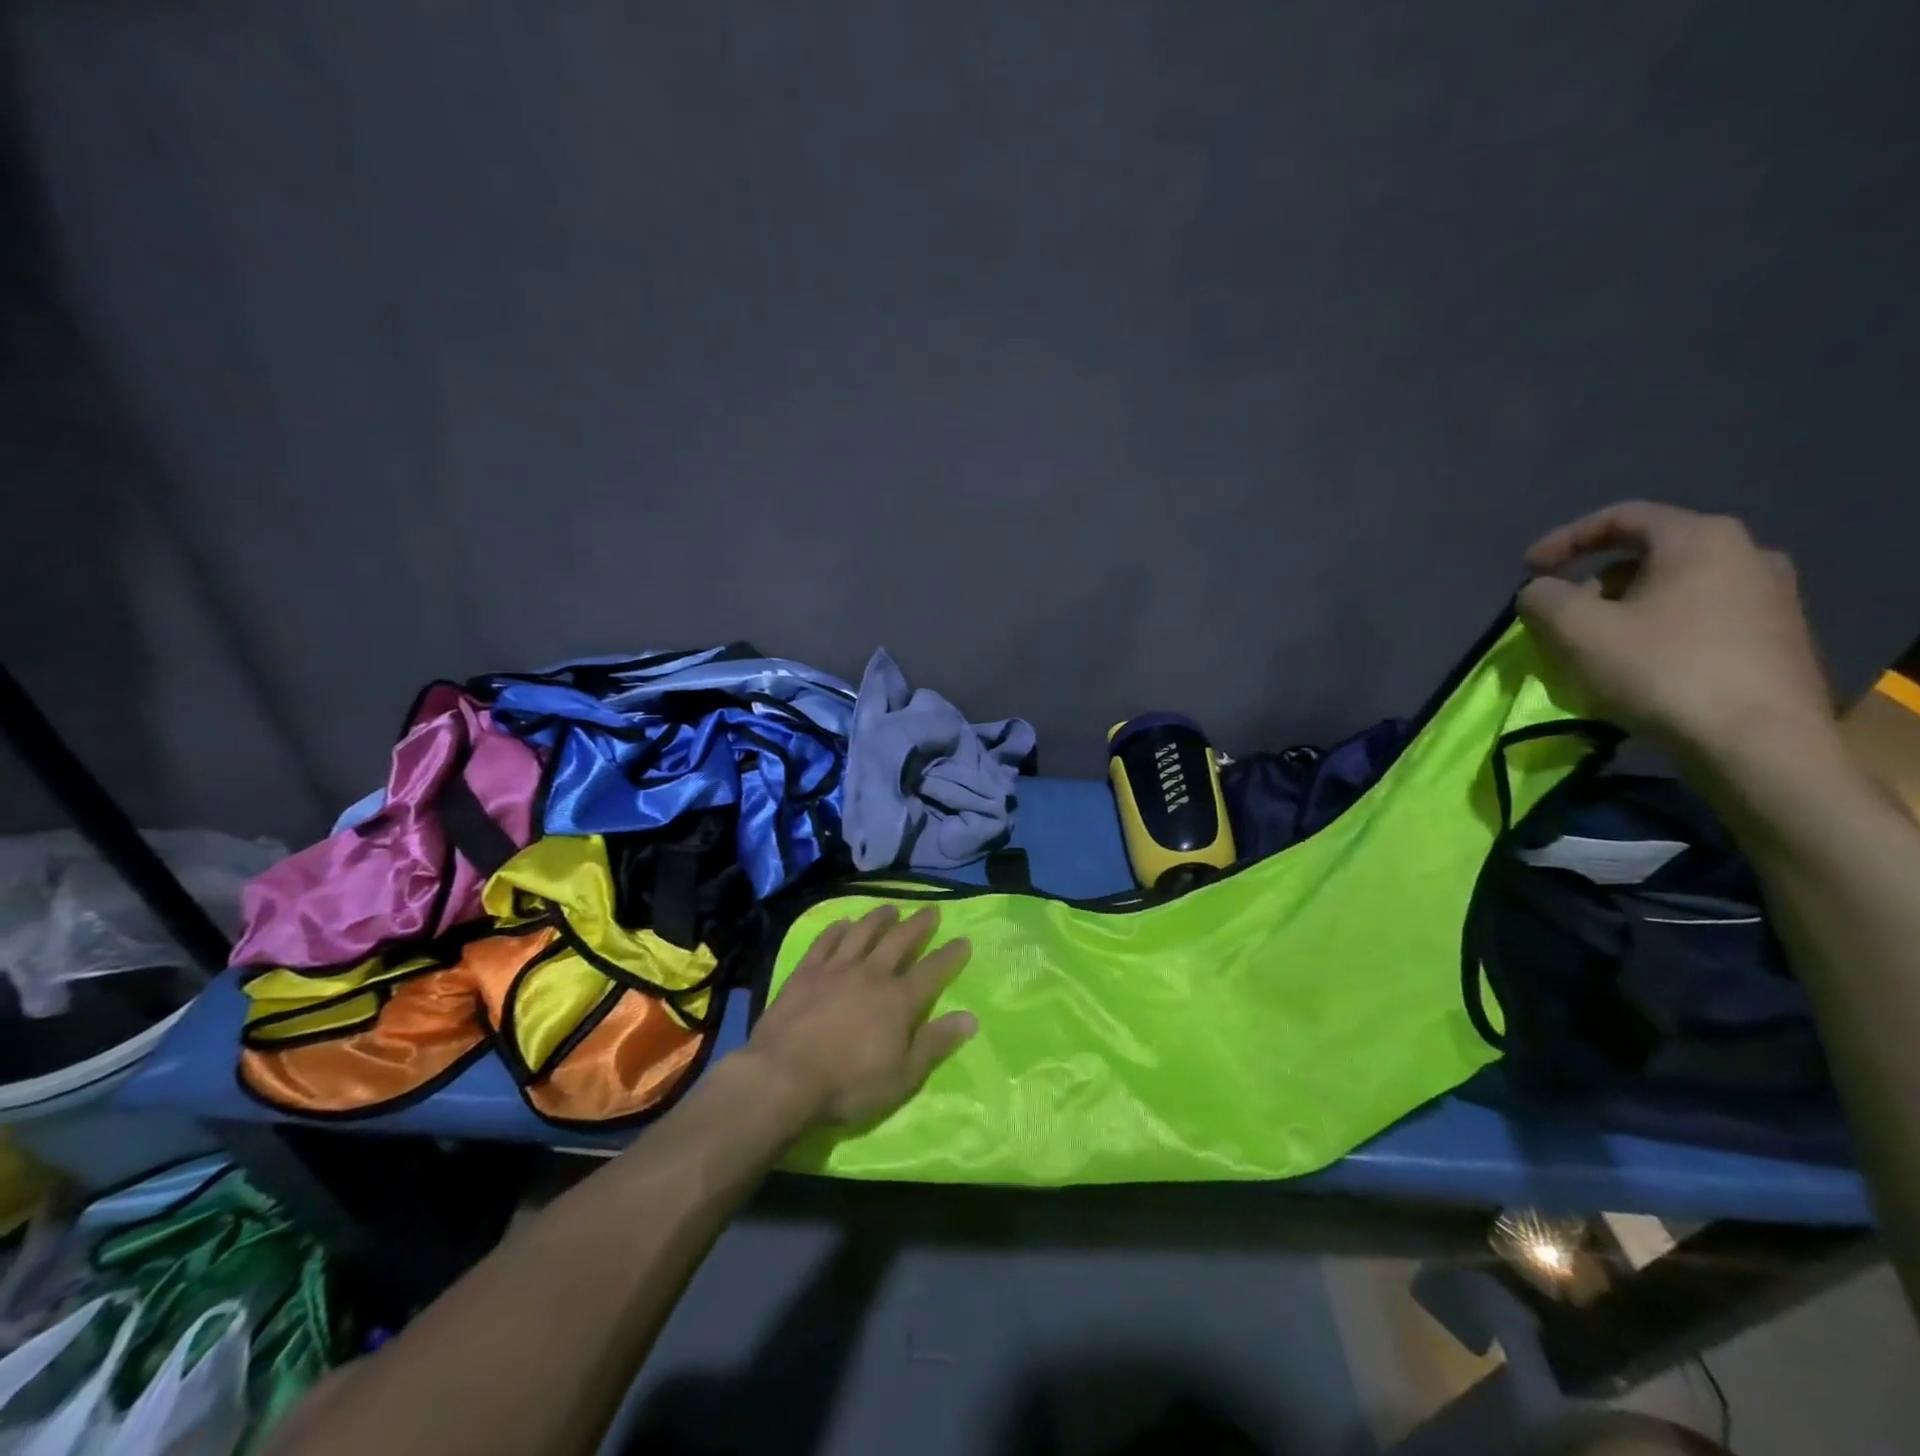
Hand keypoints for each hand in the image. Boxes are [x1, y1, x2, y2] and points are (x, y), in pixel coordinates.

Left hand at [742, 905, 974, 1127]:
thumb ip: (935, 1044)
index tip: (963, 940)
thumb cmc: (848, 1085)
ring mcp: (836, 969)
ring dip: (879, 918)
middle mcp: (872, 974)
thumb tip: (970, 1017)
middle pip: (900, 941)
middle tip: (931, 910)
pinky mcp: (806, 972)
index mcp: (899, 1000)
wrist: (784, 1076)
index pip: (933, 971)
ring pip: (863, 932)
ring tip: (890, 908)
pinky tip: (842, 923)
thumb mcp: (902, 1076)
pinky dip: (836, 930)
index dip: (950, 955)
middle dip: (919, 924)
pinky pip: (825, 941)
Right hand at [1517, 501, 1834, 756]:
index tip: (1528, 569)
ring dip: (1624, 609)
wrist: (1757, 742)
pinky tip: (1636, 666)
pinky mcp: (1776, 638)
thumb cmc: (1660, 670)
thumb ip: (1542, 598)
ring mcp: (1770, 597)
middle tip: (1560, 614)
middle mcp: (1747, 554)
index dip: (1565, 539)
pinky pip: (1700, 617)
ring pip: (1674, 588)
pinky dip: (1657, 630)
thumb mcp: (1575, 630)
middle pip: (1649, 554)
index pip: (1621, 517)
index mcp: (1700, 538)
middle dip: (1594, 581)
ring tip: (1592, 645)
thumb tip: (1540, 591)